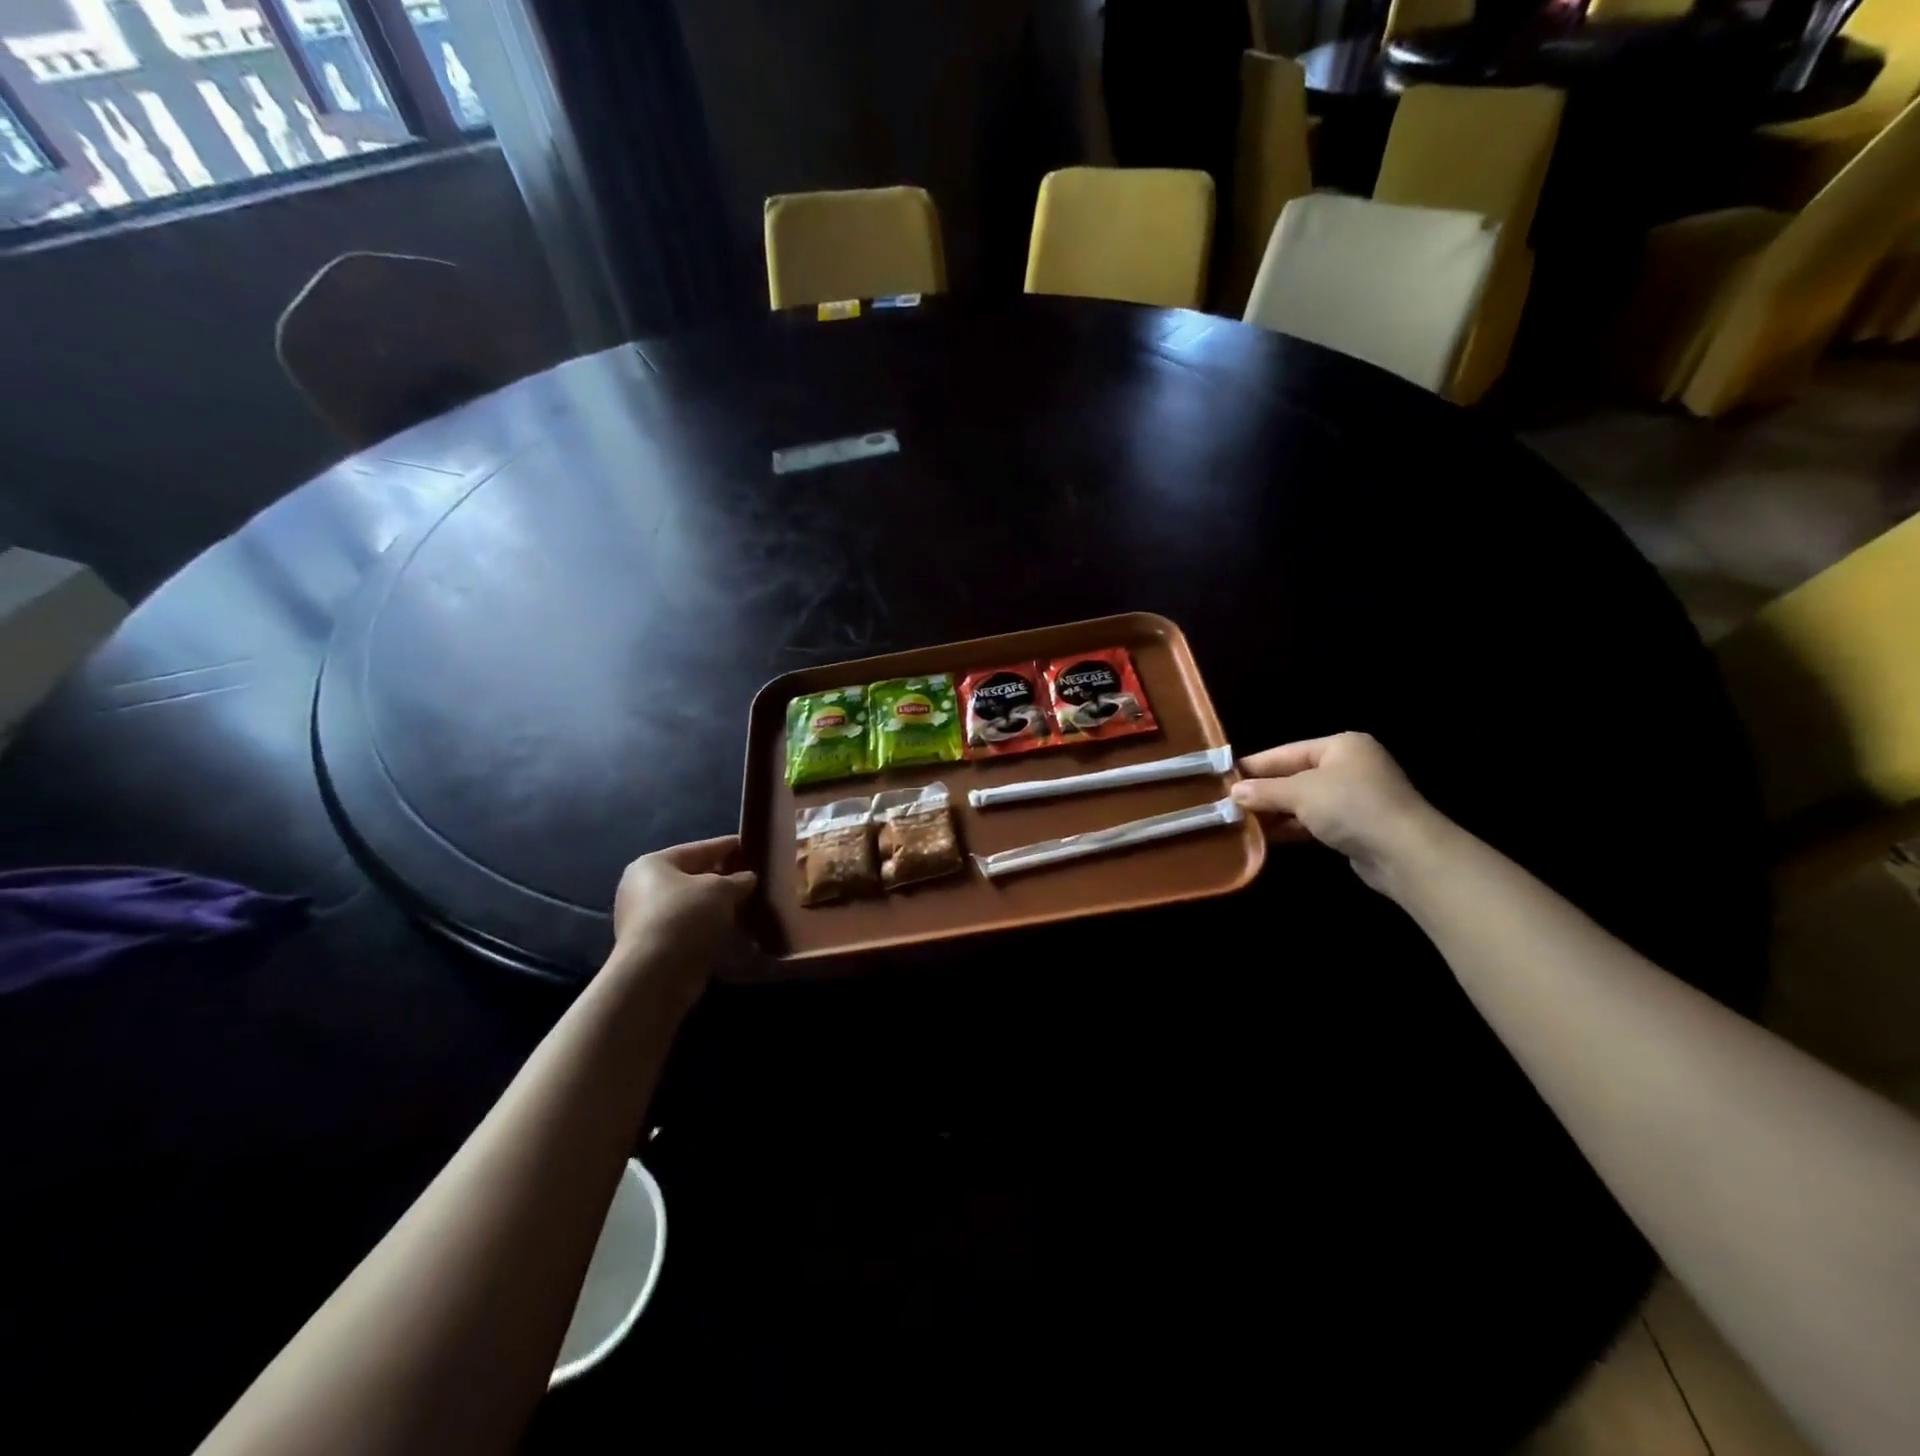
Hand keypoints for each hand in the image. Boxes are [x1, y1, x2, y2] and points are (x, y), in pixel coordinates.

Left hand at [610, 836, 756, 989]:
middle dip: (724, 879)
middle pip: (693, 877)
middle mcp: (642, 888)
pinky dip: (709, 926)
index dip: (728, 847)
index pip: (699, 848)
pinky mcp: (653, 947)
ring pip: (692, 905)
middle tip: (754, 879)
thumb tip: (748, 879)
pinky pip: (688, 927)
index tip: (752, 847)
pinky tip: (733, 929)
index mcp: (653, 864)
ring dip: (718, 906)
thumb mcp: (721, 890)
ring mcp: (644, 919)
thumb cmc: (686, 917)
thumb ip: (739, 880)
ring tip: (749, 905)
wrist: (656, 975)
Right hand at [1230, 733, 1444, 894]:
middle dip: (1263, 792)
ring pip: (1303, 802)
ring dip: (1275, 813)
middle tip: (1227, 803)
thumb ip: (1265, 791)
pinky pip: (1314, 822)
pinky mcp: (1355, 827)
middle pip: (1294, 776)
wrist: (1405, 853)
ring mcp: (1354, 798)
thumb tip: (1233, 792)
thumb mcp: (1300, 793)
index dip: (1254, 766)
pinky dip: (1292, 827)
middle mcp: (1349, 767)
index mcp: (1340, 746)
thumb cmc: (1351, 807)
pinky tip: (1266, 837)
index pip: (1286, 752)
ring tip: (1240, 822)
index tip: (1223, 777)